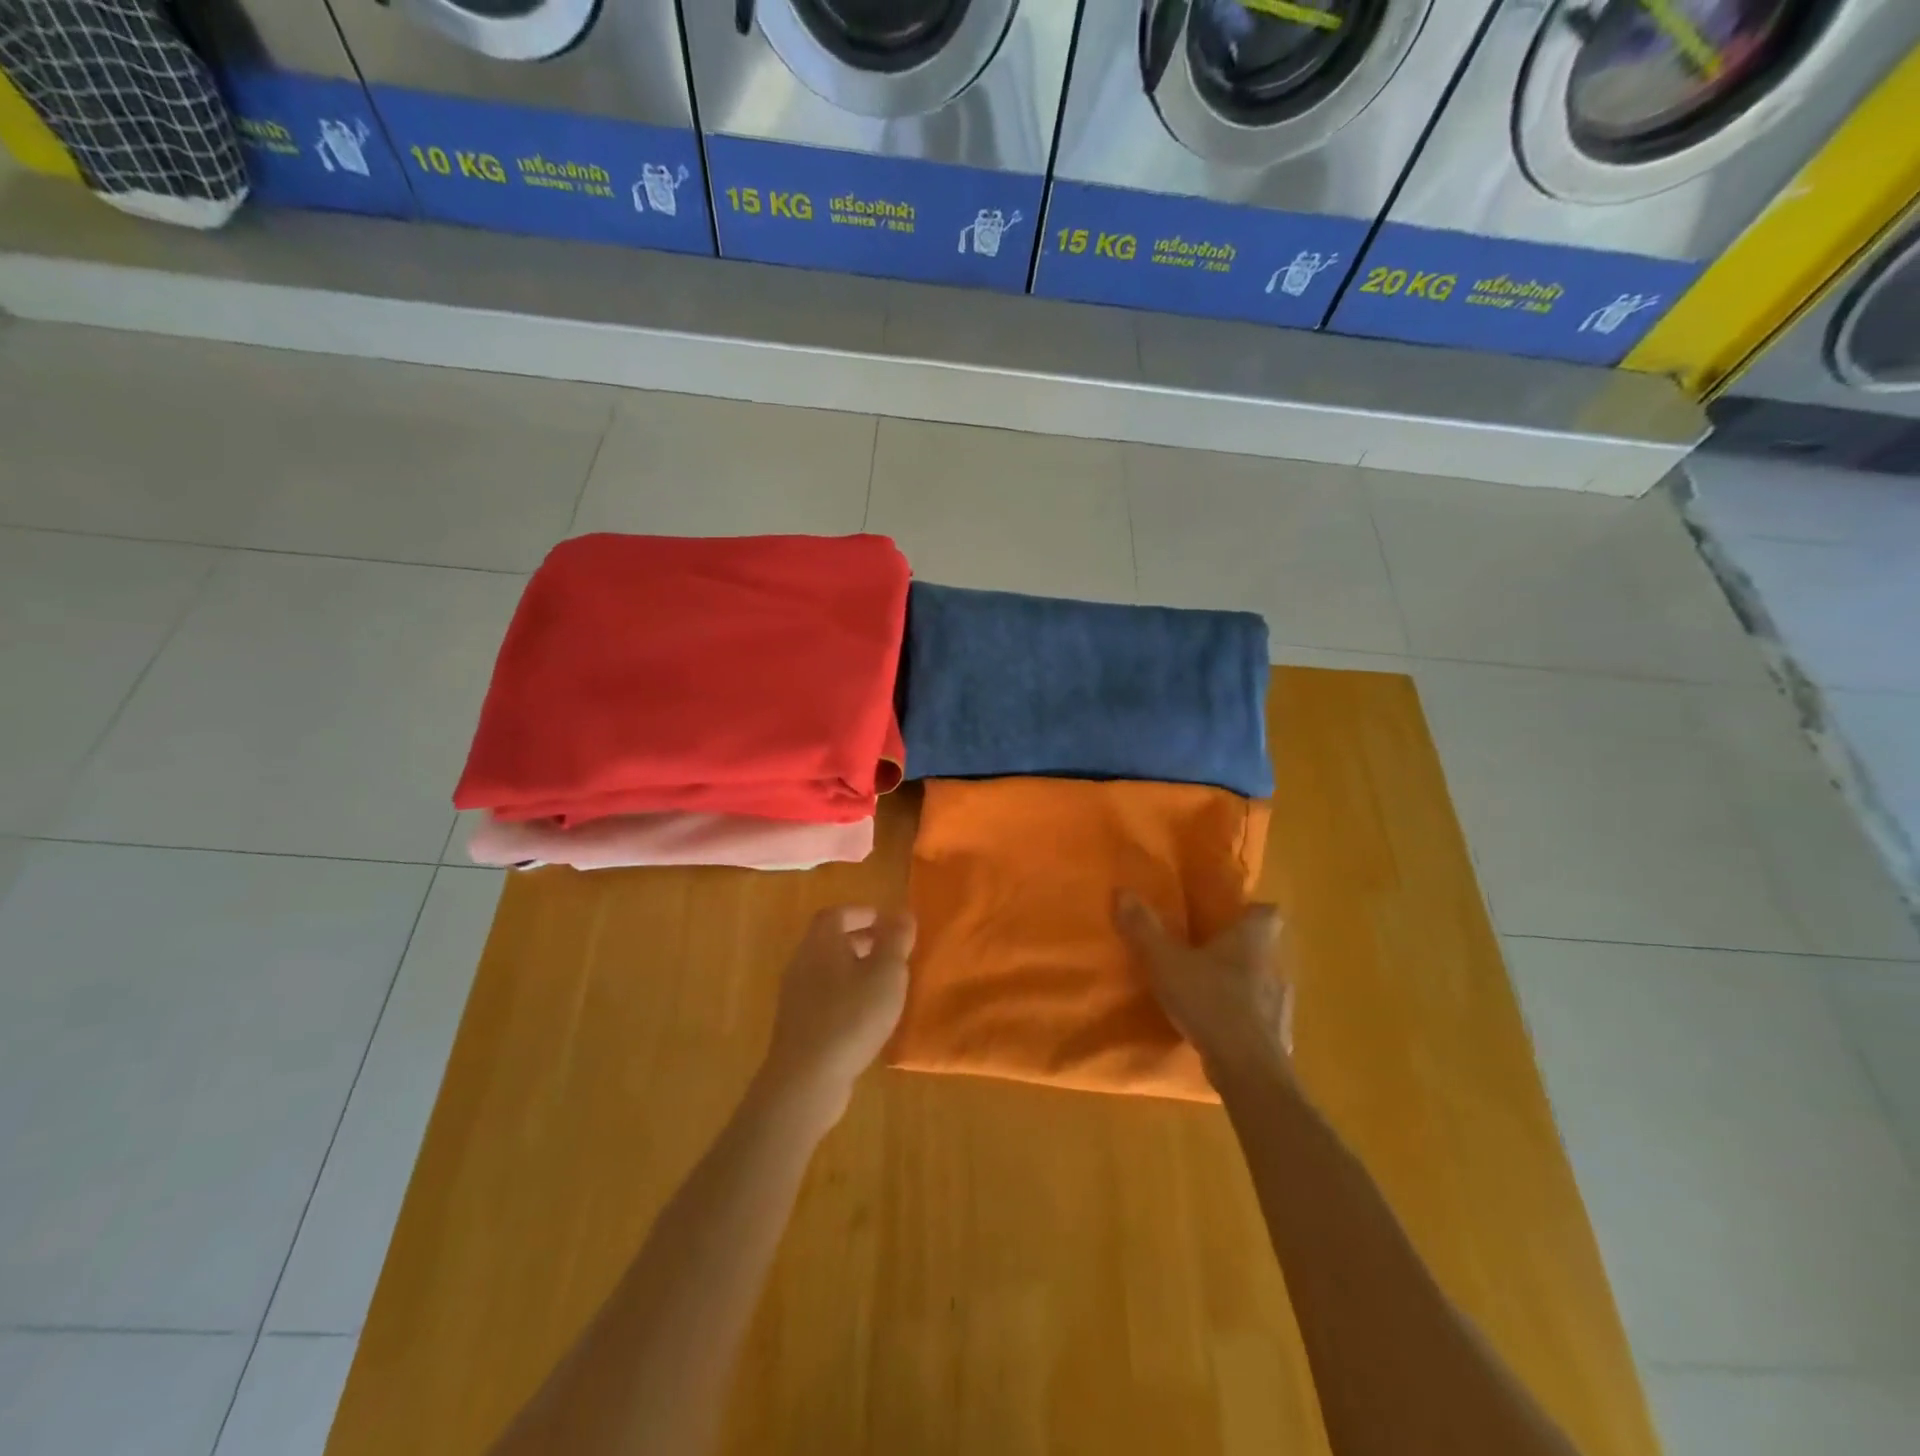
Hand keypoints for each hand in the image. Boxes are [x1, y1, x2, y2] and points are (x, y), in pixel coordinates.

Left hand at [759, 905, 915, 1124]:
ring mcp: (795, 996)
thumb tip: (902, 912)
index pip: (836, 914)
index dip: (860, 913)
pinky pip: (822, 996)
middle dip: (859, 940)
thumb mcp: (886, 974)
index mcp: (820, 943)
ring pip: (826, 969)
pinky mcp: (796, 1025)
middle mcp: (802, 962)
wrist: (806, 1079)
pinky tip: (864, 1014)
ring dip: (852, 968)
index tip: (884, 920)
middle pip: (829, 940)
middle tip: (888, 950)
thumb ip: (896, 940)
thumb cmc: (850, 1016)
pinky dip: (844, 993)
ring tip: (882, 983)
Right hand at [1115, 892, 1291, 1083]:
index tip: (1230, 913)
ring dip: (1244, 984)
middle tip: (1207, 950)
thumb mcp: (1165, 962)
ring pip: (1264, 983)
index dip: (1251, 910)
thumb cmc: (1210, 1001)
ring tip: (1212, 990)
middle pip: (1265, 947)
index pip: (1267, 912)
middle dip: (1241, 948)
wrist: (1248, 1069)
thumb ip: (1144, 928)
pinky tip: (1222, 1028)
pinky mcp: (1278, 1037)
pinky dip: (1245, 1018)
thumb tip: (1123, 891)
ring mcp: (1280, 1005)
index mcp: (1252, 940)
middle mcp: (1274, 967)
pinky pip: (1262, 1018)